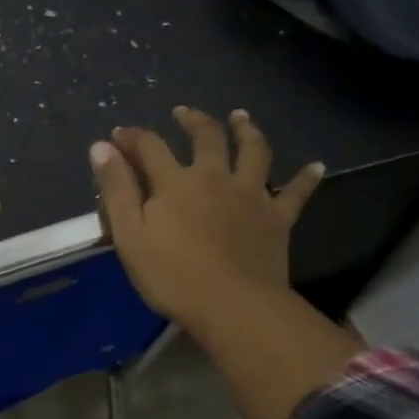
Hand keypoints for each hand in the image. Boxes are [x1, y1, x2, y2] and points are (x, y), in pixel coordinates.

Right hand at [89, 106, 363, 418]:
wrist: (233, 305)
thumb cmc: (172, 275)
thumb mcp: (130, 235)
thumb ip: (116, 189)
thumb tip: (101, 146)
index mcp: (175, 182)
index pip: (149, 146)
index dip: (132, 137)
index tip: (119, 135)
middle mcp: (215, 177)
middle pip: (206, 137)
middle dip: (192, 120)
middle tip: (183, 112)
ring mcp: (251, 195)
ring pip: (253, 151)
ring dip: (247, 130)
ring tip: (241, 117)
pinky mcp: (277, 218)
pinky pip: (297, 193)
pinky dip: (307, 177)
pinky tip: (317, 166)